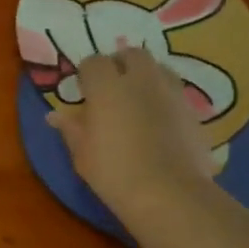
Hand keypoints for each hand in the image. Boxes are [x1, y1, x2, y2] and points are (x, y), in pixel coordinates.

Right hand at [48, 47, 214, 232]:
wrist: (169, 193)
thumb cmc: (114, 173)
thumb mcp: (83, 154)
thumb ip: (71, 129)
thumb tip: (55, 115)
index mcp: (107, 87)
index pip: (93, 62)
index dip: (86, 74)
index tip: (83, 91)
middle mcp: (141, 80)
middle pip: (132, 54)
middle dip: (120, 64)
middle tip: (111, 87)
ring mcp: (171, 92)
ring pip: (158, 68)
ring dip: (145, 76)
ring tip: (137, 99)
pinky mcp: (193, 109)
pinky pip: (175, 91)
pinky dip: (164, 97)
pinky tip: (159, 120)